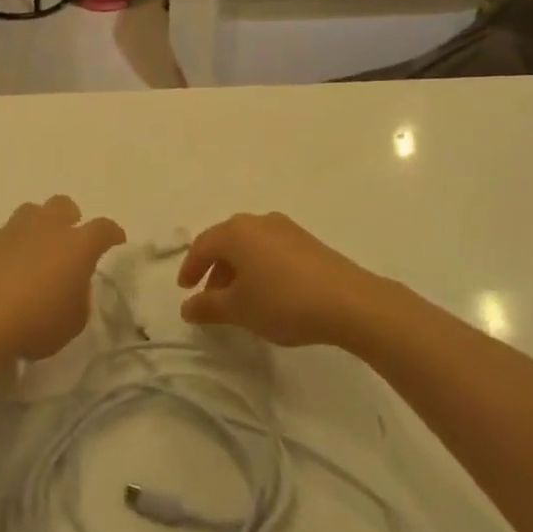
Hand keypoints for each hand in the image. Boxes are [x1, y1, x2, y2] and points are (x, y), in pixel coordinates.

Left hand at [0, 197, 125, 361]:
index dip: (112, 233)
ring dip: (36, 226)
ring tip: (33, 250)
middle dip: (70, 218)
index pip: (103, 228)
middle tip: (68, 240)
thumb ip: (78, 297)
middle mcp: (46, 228)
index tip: (116, 239)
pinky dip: (5, 246)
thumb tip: (70, 285)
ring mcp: (11, 231)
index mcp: (77, 246)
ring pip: (29, 212)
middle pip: (63, 205)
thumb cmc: (35, 324)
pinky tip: (1, 267)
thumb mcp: (73, 322)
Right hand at [177, 212, 379, 347]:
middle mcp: (259, 221)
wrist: (347, 301)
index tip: (185, 290)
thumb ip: (208, 307)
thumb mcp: (239, 310)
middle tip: (210, 297)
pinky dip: (260, 268)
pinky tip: (268, 293)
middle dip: (215, 269)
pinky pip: (271, 250)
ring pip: (251, 246)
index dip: (190, 268)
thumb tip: (187, 307)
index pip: (203, 245)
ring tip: (239, 300)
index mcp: (236, 232)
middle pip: (227, 242)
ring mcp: (286, 229)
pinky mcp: (307, 241)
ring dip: (238, 270)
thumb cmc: (282, 302)